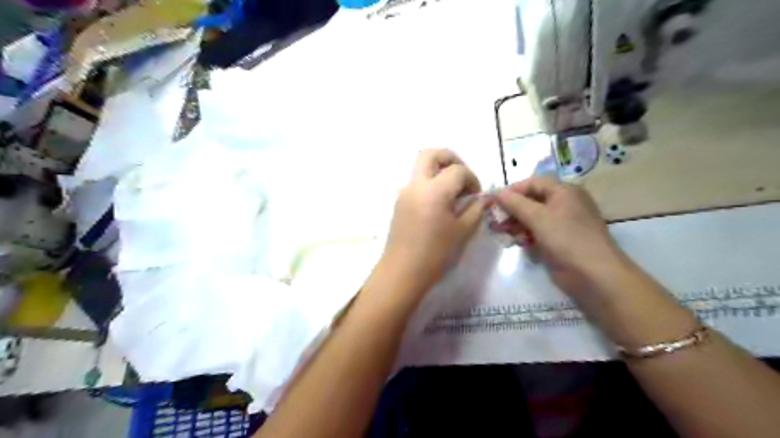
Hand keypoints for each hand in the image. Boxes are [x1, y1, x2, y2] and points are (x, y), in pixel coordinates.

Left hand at [379, 149, 484, 295]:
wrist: (403, 271)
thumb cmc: (436, 254)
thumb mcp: (463, 231)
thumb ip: (476, 209)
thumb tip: (482, 198)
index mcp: (434, 191)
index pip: (457, 170)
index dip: (472, 178)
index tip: (476, 195)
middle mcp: (416, 185)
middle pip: (431, 154)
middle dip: (450, 158)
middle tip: (462, 176)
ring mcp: (404, 192)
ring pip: (420, 166)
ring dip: (438, 170)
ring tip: (451, 192)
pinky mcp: (399, 202)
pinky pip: (416, 182)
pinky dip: (430, 183)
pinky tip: (439, 204)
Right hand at [493, 176, 632, 297]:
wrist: (593, 274)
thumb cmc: (566, 238)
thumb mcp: (538, 217)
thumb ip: (516, 204)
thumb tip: (498, 193)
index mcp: (564, 192)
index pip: (533, 183)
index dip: (513, 190)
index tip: (494, 201)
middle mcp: (564, 204)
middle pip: (532, 201)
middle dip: (512, 210)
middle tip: (495, 220)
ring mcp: (562, 224)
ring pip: (533, 218)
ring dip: (516, 224)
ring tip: (502, 233)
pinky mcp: (559, 241)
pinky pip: (538, 232)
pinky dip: (526, 235)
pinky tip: (517, 242)